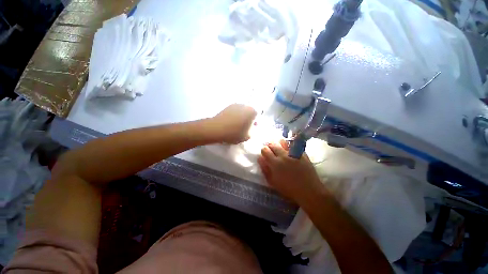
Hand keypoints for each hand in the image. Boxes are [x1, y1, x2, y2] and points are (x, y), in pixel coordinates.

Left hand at [211, 104, 256, 143]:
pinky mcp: (227, 107)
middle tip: (244, 128)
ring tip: (236, 126)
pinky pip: (234, 112)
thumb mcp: (248, 136)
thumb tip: (252, 127)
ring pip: (242, 112)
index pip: (257, 116)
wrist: (216, 129)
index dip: (254, 123)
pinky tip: (230, 123)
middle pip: (249, 113)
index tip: (250, 129)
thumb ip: (253, 131)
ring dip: (241, 117)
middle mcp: (245, 105)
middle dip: (248, 119)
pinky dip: (234, 116)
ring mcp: (235, 105)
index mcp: (252, 111)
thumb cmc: (234, 133)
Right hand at [258, 140, 324, 202]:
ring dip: (279, 143)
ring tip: (280, 148)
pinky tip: (289, 149)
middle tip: (271, 150)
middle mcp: (283, 155)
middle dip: (270, 146)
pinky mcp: (301, 153)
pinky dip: (289, 145)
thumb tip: (260, 158)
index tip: (265, 153)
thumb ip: (265, 169)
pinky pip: (293, 144)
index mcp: (275, 163)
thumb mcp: (273, 182)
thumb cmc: (289, 189)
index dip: (263, 150)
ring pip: (283, 141)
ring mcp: (293, 153)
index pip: (265, 150)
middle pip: (273, 144)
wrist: (309, 190)